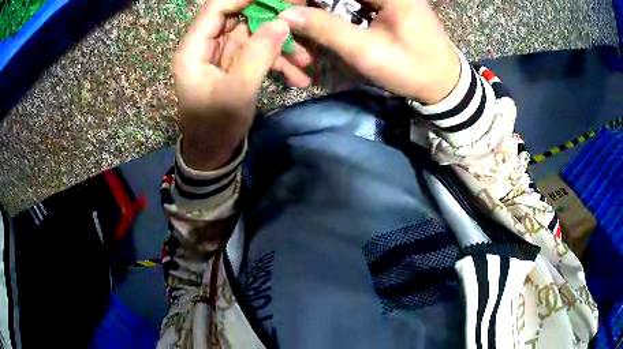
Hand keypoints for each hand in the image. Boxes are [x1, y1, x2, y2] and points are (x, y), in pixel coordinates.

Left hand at [174, 0, 312, 170]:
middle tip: (299, 18)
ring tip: (305, 59)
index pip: (217, 7)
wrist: (212, 153)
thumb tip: (282, 22)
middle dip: (270, 17)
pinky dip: (276, 59)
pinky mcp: (233, 65)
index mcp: (194, 49)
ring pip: (252, 34)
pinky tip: (297, 73)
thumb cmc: (215, 126)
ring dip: (279, 43)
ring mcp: (220, 55)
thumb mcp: (237, 91)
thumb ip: (259, 53)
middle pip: (237, 17)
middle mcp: (205, 46)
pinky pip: (256, 52)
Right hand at [279, 0, 459, 103]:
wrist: (444, 83)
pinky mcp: (388, 3)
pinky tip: (325, 21)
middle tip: (294, 19)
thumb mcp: (367, 51)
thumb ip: (326, 29)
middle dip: (312, 3)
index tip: (288, 10)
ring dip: (323, 7)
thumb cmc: (412, 69)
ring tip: (305, 22)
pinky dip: (336, 9)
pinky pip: (353, 0)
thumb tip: (286, 15)